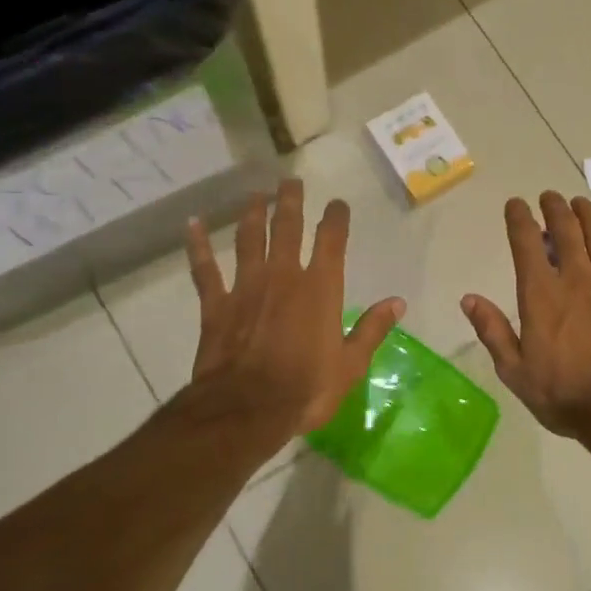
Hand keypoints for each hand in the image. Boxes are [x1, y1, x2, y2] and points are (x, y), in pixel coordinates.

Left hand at [183, 179, 404, 441]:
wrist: (247, 409)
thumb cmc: (306, 389)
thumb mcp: (350, 365)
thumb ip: (371, 329)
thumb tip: (397, 302)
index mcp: (320, 288)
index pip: (331, 240)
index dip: (335, 217)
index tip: (337, 203)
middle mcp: (283, 276)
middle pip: (286, 227)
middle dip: (290, 201)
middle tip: (290, 181)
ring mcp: (246, 287)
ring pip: (248, 239)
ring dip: (252, 214)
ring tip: (255, 196)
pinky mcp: (216, 304)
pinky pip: (205, 269)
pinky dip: (198, 246)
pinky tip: (193, 224)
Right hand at [461, 192, 590, 437]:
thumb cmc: (563, 395)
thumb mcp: (515, 371)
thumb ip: (492, 331)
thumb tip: (468, 299)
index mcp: (541, 295)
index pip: (526, 243)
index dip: (519, 218)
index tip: (515, 204)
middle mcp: (577, 280)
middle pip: (567, 231)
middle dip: (556, 208)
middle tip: (550, 197)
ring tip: (583, 203)